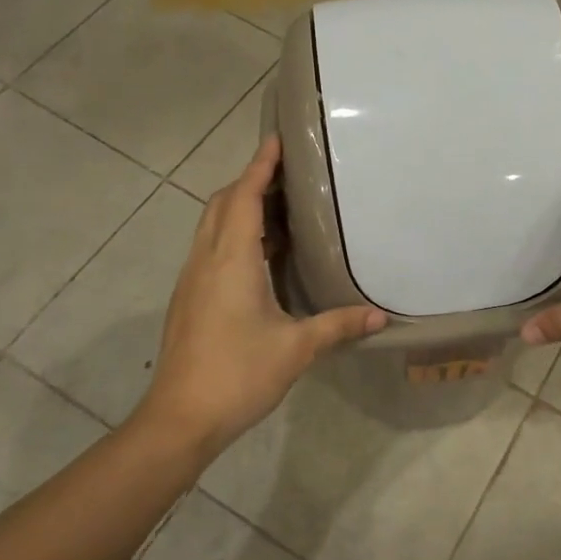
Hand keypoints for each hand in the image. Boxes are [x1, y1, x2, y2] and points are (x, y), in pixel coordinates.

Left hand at [140, 135, 385, 454]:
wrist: (179, 419)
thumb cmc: (238, 375)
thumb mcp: (296, 349)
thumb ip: (338, 326)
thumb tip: (381, 317)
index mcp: (232, 260)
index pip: (244, 197)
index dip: (260, 166)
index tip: (277, 140)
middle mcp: (207, 260)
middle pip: (222, 203)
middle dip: (250, 181)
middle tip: (287, 175)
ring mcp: (192, 279)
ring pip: (212, 226)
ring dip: (240, 208)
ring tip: (280, 209)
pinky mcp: (189, 298)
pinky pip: (211, 248)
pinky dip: (233, 234)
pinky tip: (261, 257)